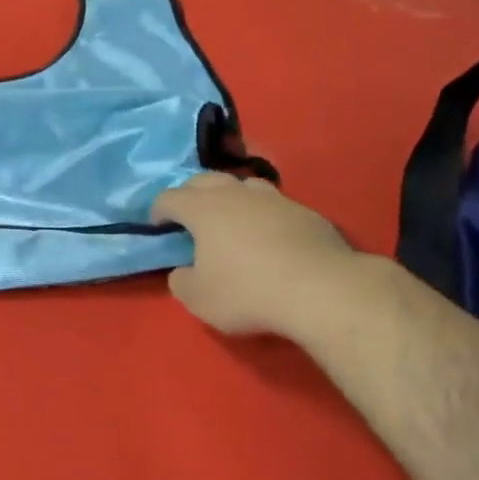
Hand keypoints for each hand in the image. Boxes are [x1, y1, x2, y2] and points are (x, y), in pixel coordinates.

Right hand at [151, 172, 356, 339]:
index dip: (158, 211)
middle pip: (205, 180)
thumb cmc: (248, 292)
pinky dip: (262, 214)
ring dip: (229, 197)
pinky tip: (268, 235)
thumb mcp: (199, 299)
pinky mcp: (304, 211)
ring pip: (242, 185)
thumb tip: (183, 269)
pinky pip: (273, 204)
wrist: (320, 289)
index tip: (157, 226)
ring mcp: (273, 198)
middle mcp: (235, 193)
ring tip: (230, 219)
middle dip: (190, 194)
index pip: (169, 198)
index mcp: (203, 208)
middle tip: (189, 217)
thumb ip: (181, 280)